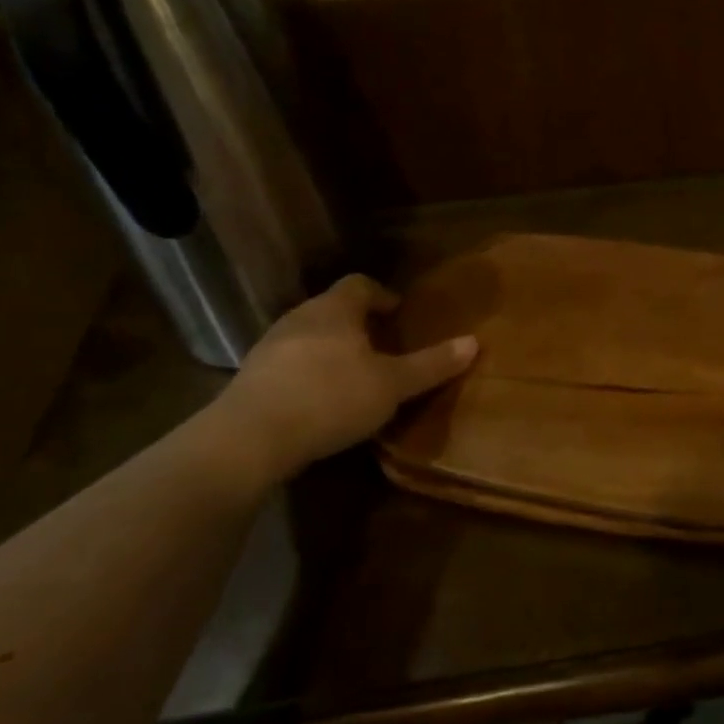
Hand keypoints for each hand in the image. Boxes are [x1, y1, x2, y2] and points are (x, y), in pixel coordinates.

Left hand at [217, 275, 475, 482]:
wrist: (250, 438)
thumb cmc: (331, 397)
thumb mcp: (392, 385)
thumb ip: (432, 364)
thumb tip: (474, 342)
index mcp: (335, 310)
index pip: (360, 284)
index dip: (382, 295)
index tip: (398, 313)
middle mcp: (300, 317)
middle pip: (333, 309)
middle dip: (358, 324)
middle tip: (383, 346)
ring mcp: (269, 347)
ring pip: (309, 336)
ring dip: (332, 349)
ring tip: (353, 376)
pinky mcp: (251, 378)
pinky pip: (289, 364)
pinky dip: (308, 373)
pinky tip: (319, 401)